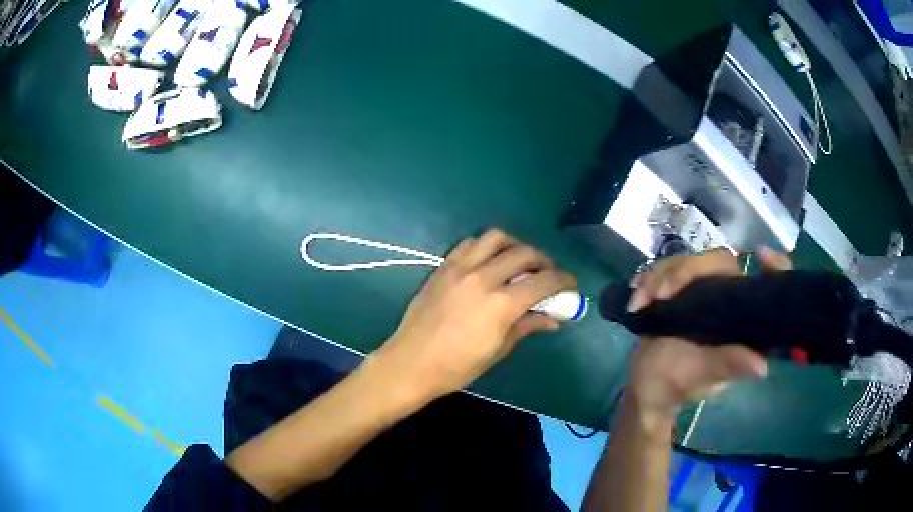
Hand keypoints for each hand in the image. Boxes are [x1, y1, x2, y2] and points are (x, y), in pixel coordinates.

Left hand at [374, 229, 575, 401]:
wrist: (411, 363)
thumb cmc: (457, 367)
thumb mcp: (498, 350)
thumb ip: (526, 327)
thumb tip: (552, 319)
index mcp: (500, 304)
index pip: (543, 281)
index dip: (563, 280)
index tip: (570, 284)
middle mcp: (482, 278)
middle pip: (523, 253)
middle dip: (543, 261)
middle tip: (547, 274)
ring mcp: (459, 269)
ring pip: (495, 238)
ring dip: (515, 245)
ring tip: (519, 262)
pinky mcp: (443, 267)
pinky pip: (469, 244)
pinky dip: (486, 247)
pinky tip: (489, 262)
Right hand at [625, 247, 791, 420]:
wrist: (644, 387)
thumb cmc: (674, 384)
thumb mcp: (700, 376)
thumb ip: (726, 365)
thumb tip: (761, 367)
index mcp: (741, 321)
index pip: (764, 288)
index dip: (774, 268)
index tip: (761, 255)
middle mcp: (727, 302)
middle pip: (717, 263)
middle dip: (684, 273)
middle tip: (659, 296)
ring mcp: (703, 294)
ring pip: (688, 262)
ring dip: (659, 278)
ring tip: (641, 303)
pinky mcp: (681, 291)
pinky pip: (668, 268)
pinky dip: (649, 280)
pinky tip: (637, 299)